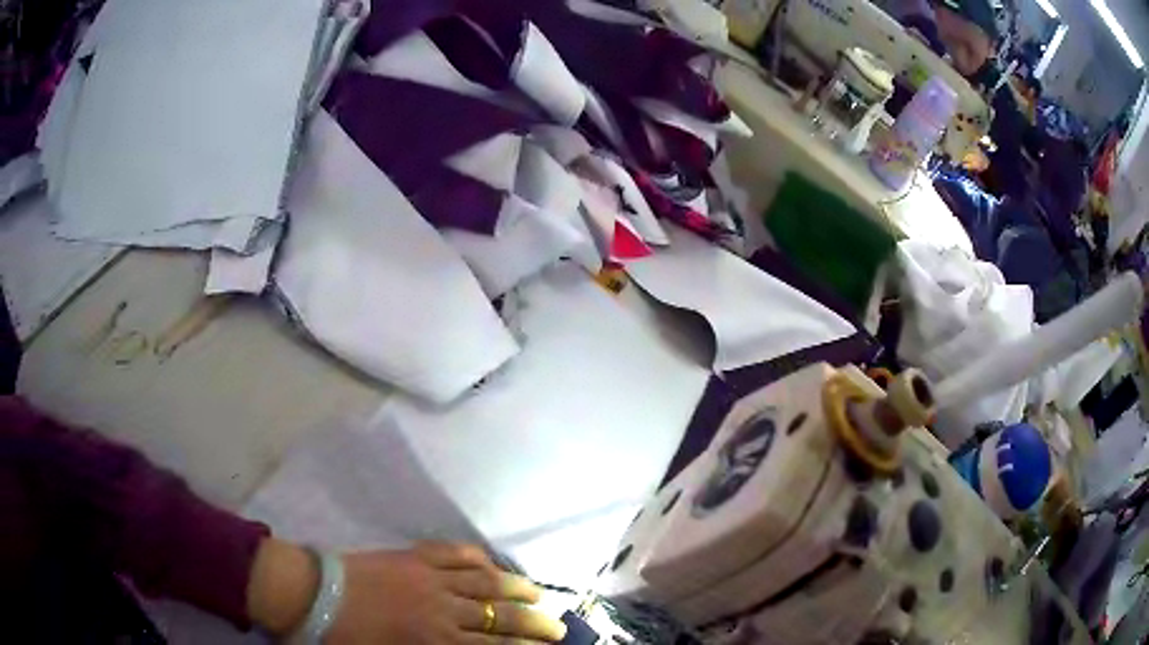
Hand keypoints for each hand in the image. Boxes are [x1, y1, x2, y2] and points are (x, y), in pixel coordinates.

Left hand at [248, 539, 567, 643]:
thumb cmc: (349, 638)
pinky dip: (476, 557)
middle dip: (533, 623)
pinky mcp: (413, 555)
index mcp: (436, 641)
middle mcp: (442, 609)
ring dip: (514, 588)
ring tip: (537, 593)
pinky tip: (490, 563)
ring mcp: (429, 577)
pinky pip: (453, 553)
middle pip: (499, 616)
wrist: (312, 594)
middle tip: (558, 626)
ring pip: (484, 581)